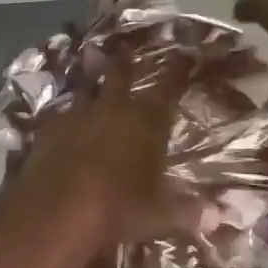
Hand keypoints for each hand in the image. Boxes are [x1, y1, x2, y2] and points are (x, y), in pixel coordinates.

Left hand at [6, 64, 184, 249]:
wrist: (54, 212)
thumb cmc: (115, 210)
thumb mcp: (157, 216)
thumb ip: (187, 212)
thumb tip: (220, 217)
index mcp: (146, 122)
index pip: (168, 87)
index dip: (177, 69)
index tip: (185, 54)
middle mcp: (112, 109)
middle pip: (120, 76)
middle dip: (126, 64)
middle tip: (128, 51)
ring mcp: (76, 115)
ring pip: (87, 90)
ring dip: (94, 86)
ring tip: (95, 79)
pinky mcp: (48, 129)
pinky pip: (61, 114)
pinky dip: (68, 115)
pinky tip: (66, 121)